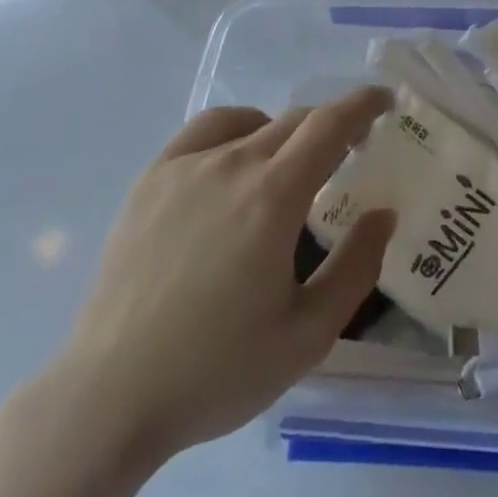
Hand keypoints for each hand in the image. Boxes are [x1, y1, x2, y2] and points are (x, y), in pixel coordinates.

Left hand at [58, 89, 395, 462]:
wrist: (112, 394)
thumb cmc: (218, 370)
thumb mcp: (308, 334)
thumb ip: (355, 267)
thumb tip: (383, 213)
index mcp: (274, 197)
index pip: (330, 124)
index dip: (363, 104)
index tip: (385, 102)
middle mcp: (232, 164)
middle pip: (295, 121)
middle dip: (332, 125)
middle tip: (350, 150)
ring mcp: (186, 166)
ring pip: (253, 125)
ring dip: (287, 132)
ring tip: (294, 162)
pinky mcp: (152, 178)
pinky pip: (206, 131)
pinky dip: (237, 130)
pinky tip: (237, 159)